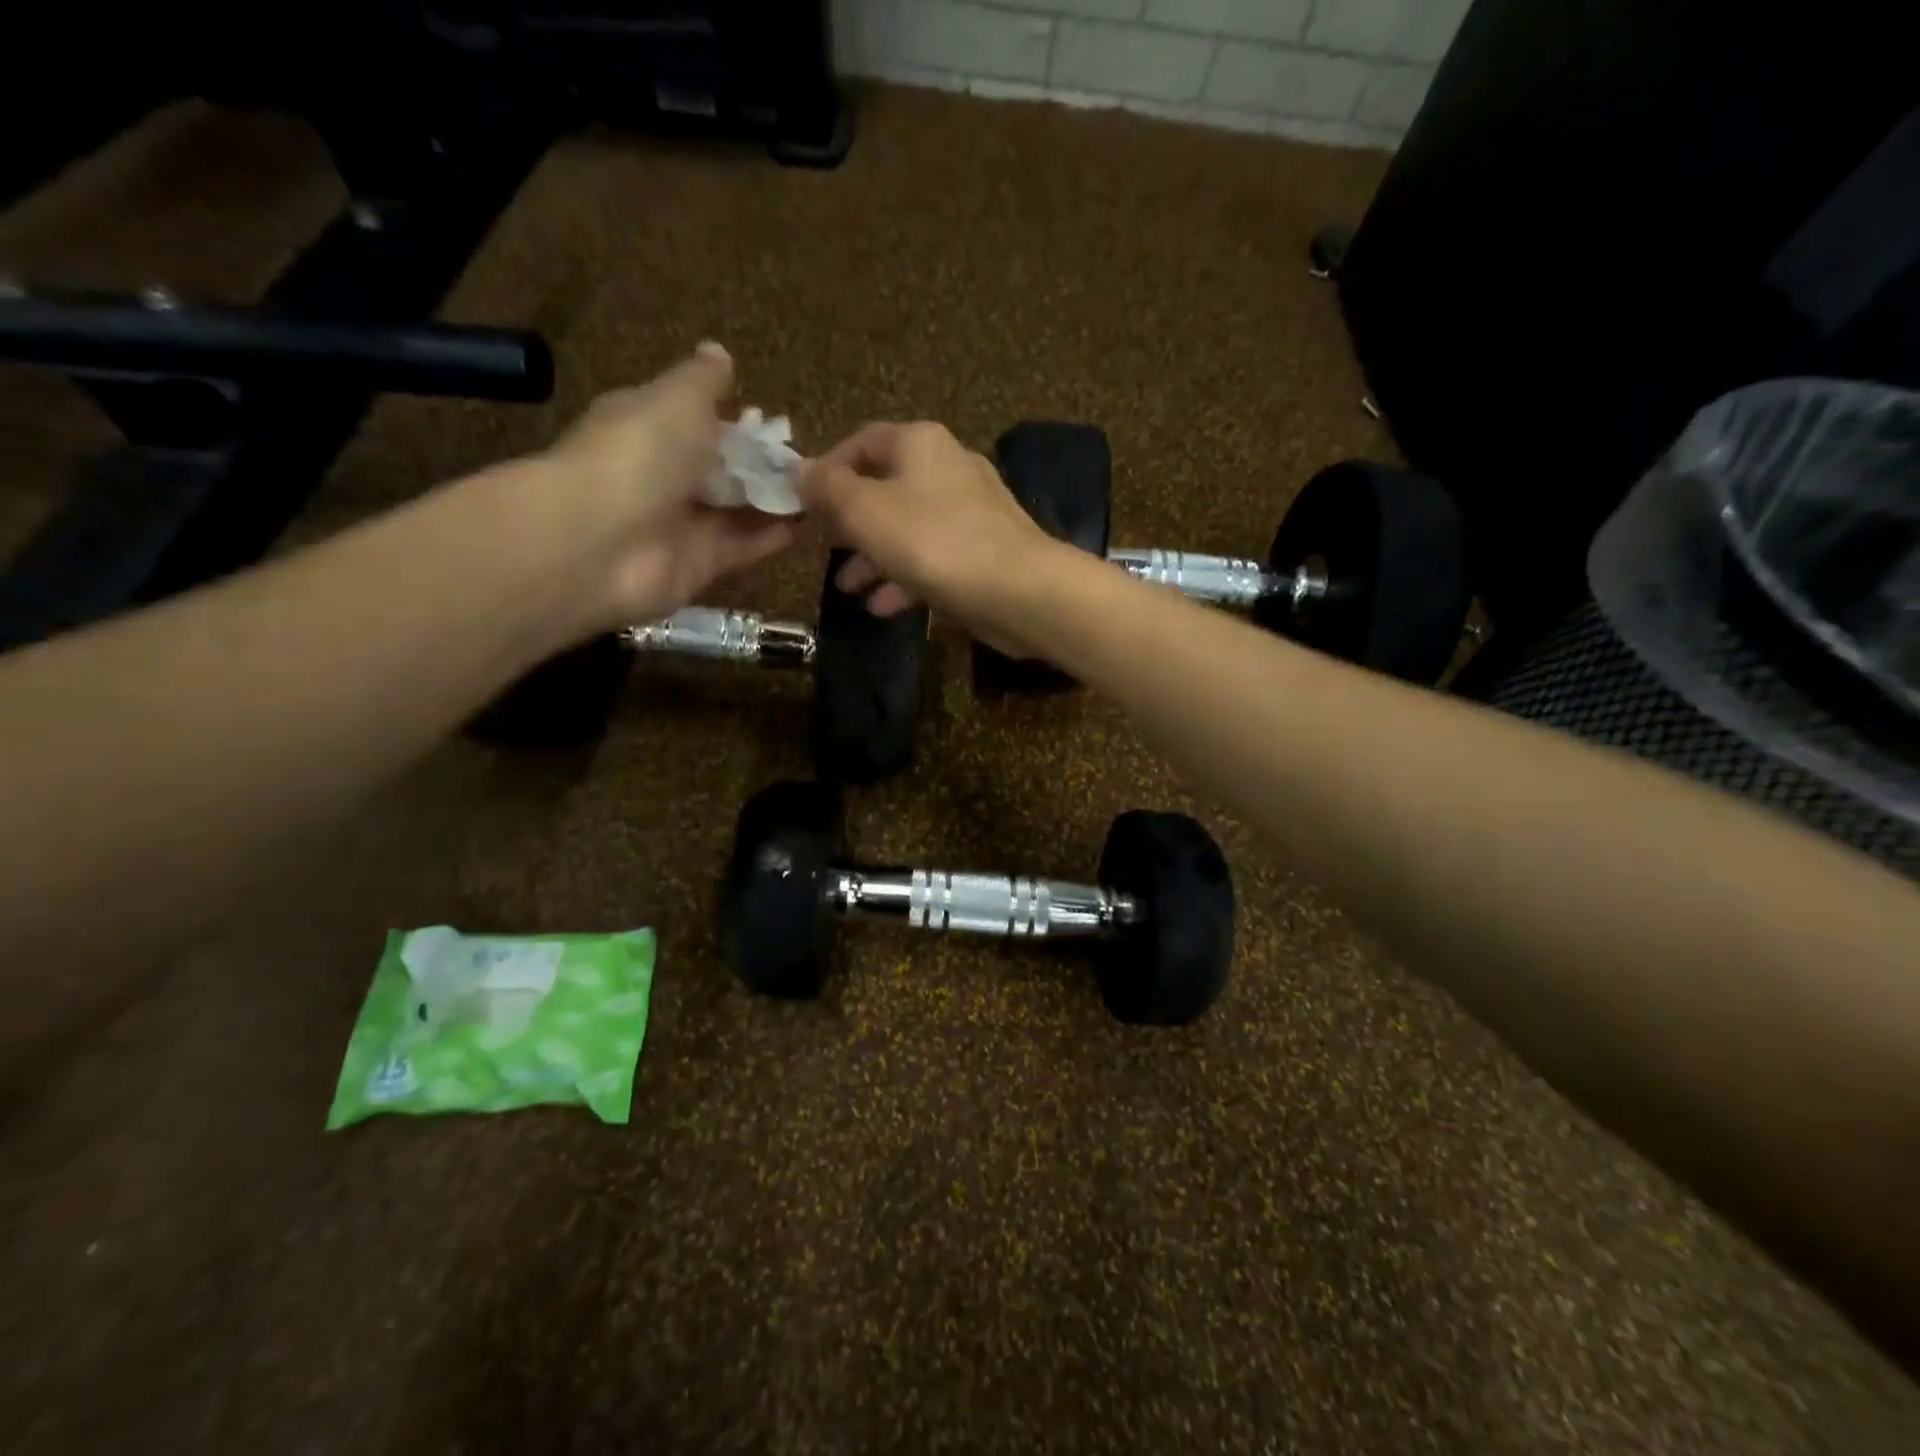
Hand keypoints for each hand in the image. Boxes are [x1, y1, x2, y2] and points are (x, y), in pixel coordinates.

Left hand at [540, 343, 794, 623]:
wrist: (601, 540)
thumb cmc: (639, 452)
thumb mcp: (677, 398)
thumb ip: (704, 381)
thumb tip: (718, 352)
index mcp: (648, 425)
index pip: (696, 420)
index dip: (736, 422)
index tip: (777, 428)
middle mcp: (663, 474)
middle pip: (720, 469)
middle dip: (760, 467)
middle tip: (808, 466)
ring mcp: (679, 524)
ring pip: (734, 510)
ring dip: (771, 502)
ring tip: (818, 494)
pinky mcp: (698, 565)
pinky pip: (740, 548)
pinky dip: (769, 538)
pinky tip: (804, 526)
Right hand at [799, 422, 1055, 643]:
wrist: (1019, 590)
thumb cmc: (933, 542)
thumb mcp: (865, 511)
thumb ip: (828, 489)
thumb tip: (800, 471)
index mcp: (919, 443)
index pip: (861, 441)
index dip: (827, 469)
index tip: (802, 504)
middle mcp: (947, 467)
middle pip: (885, 487)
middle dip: (849, 522)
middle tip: (823, 548)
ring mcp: (970, 511)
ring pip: (907, 527)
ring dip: (873, 557)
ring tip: (846, 587)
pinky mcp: (984, 551)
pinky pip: (933, 558)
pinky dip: (905, 577)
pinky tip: (883, 607)